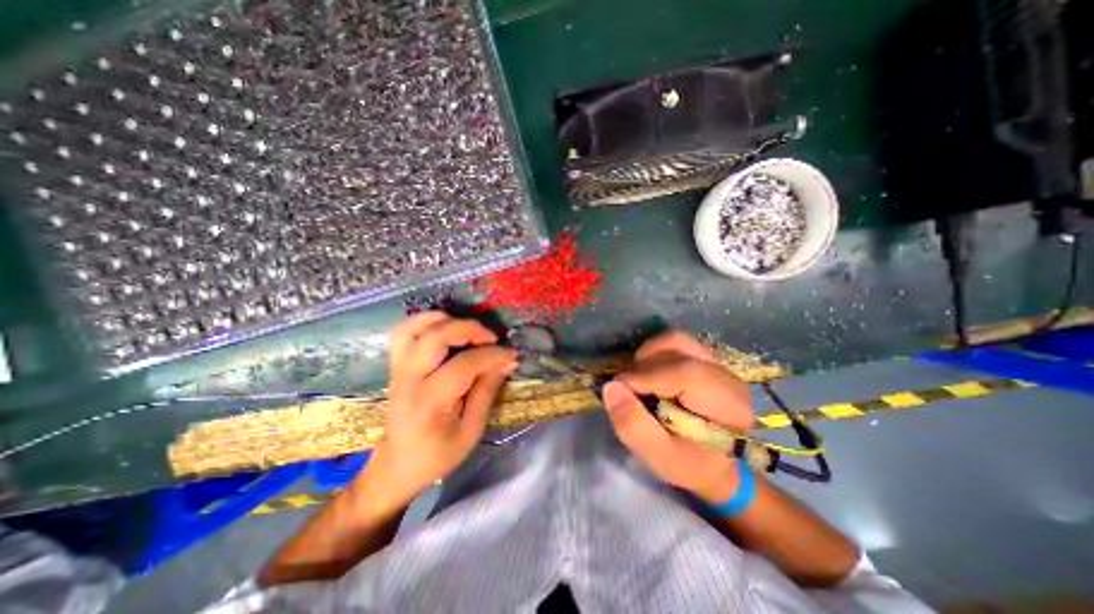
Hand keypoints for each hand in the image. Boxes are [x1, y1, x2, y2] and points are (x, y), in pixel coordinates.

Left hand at [363, 315, 517, 506]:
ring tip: (468, 329)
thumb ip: (487, 391)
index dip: (492, 355)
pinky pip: (403, 332)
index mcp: (429, 403)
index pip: (464, 365)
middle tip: (491, 337)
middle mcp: (409, 380)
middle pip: (435, 337)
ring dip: (445, 320)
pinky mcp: (395, 365)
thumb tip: (507, 362)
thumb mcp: (471, 431)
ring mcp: (397, 370)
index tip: (511, 354)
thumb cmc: (438, 454)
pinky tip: (444, 326)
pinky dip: (424, 322)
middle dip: (469, 329)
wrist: (398, 465)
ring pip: (414, 328)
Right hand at [603, 331, 758, 503]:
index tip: (618, 390)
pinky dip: (656, 353)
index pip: (684, 374)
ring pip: (676, 340)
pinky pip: (677, 344)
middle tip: (630, 389)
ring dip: (649, 355)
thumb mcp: (660, 457)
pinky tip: (651, 375)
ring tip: (640, 380)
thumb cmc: (691, 464)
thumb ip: (634, 426)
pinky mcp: (707, 359)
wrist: (719, 463)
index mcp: (727, 405)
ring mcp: (718, 363)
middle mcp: (727, 376)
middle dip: (644, 365)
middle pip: (678, 348)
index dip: (644, 377)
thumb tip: (611, 387)